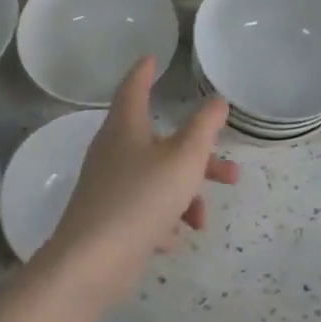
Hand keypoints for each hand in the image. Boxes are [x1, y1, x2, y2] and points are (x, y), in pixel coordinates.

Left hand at [37, 57, 238, 308]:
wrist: (91, 263)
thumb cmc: (141, 198)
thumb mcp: (184, 159)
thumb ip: (204, 127)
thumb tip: (217, 100)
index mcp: (126, 127)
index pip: (134, 88)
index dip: (145, 72)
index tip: (152, 58)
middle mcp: (113, 151)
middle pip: (161, 143)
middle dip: (197, 158)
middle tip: (229, 172)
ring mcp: (108, 186)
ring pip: (157, 179)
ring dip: (185, 196)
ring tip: (203, 222)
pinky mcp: (108, 218)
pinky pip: (143, 210)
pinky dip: (162, 219)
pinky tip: (173, 240)